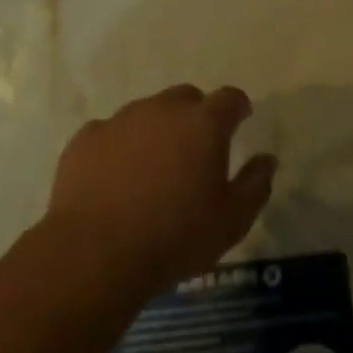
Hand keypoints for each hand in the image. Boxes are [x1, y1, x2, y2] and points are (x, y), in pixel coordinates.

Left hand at [43, 85, 275, 295]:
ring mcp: (121, 120)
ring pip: (147, 112)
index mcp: (204, 123)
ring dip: (156, 130)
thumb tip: (267, 159)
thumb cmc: (175, 237)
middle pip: (186, 98)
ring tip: (153, 168)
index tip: (240, 121)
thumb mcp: (232, 221)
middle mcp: (163, 109)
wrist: (94, 254)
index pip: (230, 98)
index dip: (237, 108)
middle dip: (196, 115)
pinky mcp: (86, 138)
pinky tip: (115, 177)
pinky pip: (110, 133)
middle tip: (196, 149)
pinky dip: (118, 147)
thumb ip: (256, 184)